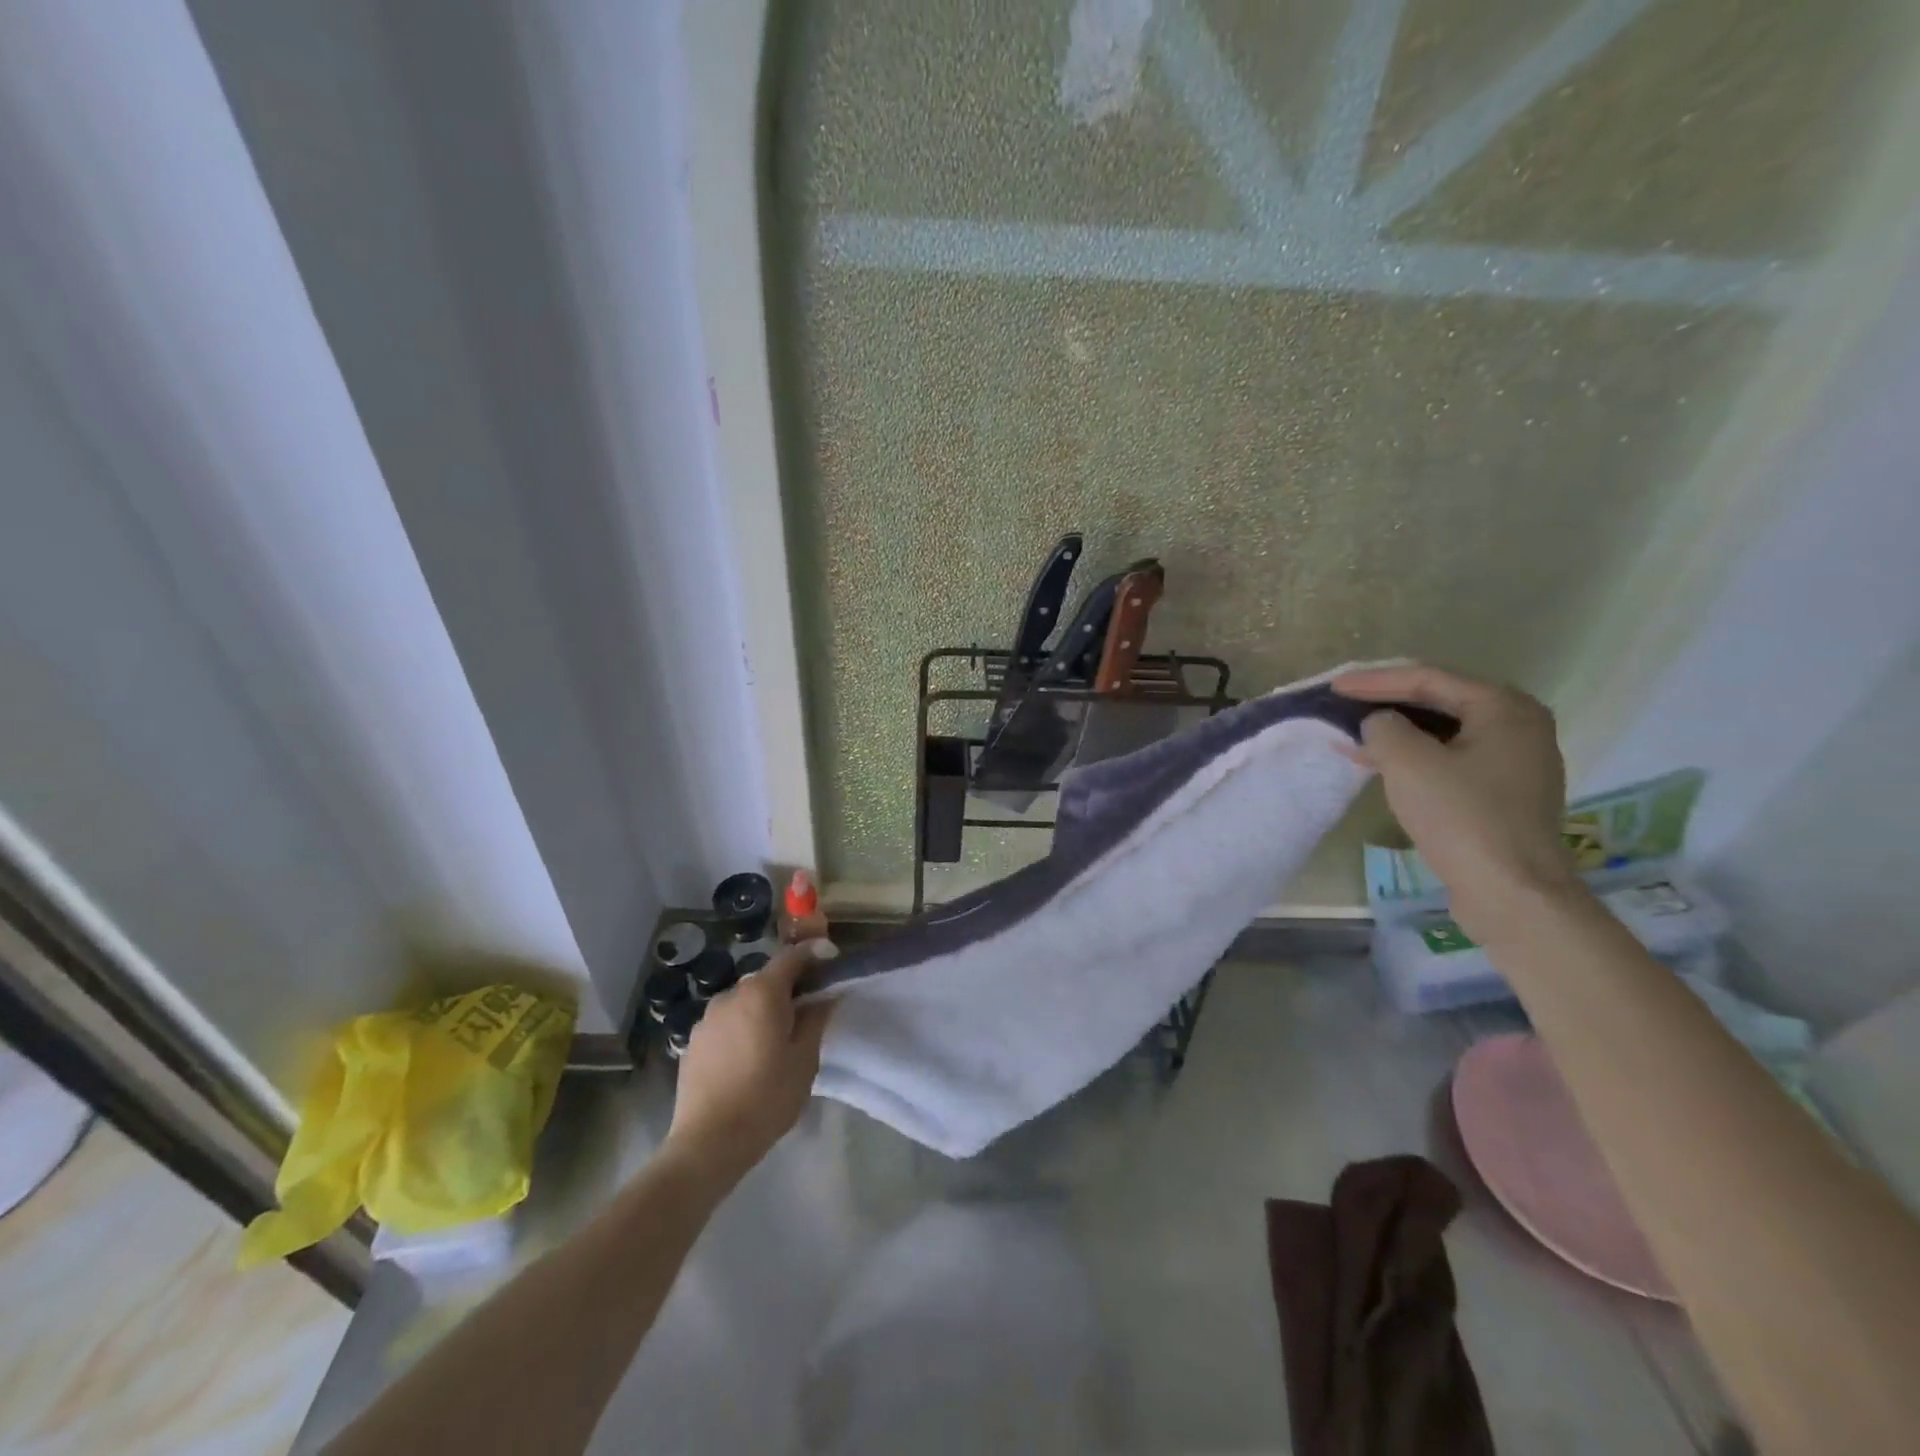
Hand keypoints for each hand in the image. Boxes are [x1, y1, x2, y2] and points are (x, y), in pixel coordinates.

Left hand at [663, 942, 834, 1187]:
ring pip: (743, 1001)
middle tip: (808, 1007)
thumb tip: (825, 995)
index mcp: (762, 993)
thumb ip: (816, 1019)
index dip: (813, 952)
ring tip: (776, 1036)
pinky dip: (741, 1026)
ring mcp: (707, 1018)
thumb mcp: (804, 1060)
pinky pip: (726, 1022)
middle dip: (788, 986)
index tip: (830, 957)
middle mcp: (731, 995)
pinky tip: (748, 1055)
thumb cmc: (766, 1097)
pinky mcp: (692, 1041)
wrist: (708, 1143)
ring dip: (762, 1008)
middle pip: (766, 978)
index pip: (791, 956)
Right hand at [1332, 664, 1577, 941]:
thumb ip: (1384, 727)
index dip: (1375, 680)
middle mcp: (1518, 726)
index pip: (1428, 678)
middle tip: (1344, 702)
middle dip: (1387, 702)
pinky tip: (1379, 763)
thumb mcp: (1408, 762)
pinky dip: (1413, 756)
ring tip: (1353, 733)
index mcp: (1504, 708)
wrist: (1511, 893)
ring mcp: (1514, 761)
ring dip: (1396, 732)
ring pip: (1442, 732)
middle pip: (1439, 701)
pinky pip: (1450, 758)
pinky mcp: (1502, 793)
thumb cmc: (1461, 817)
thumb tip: (1380, 724)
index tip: (1334, 685)